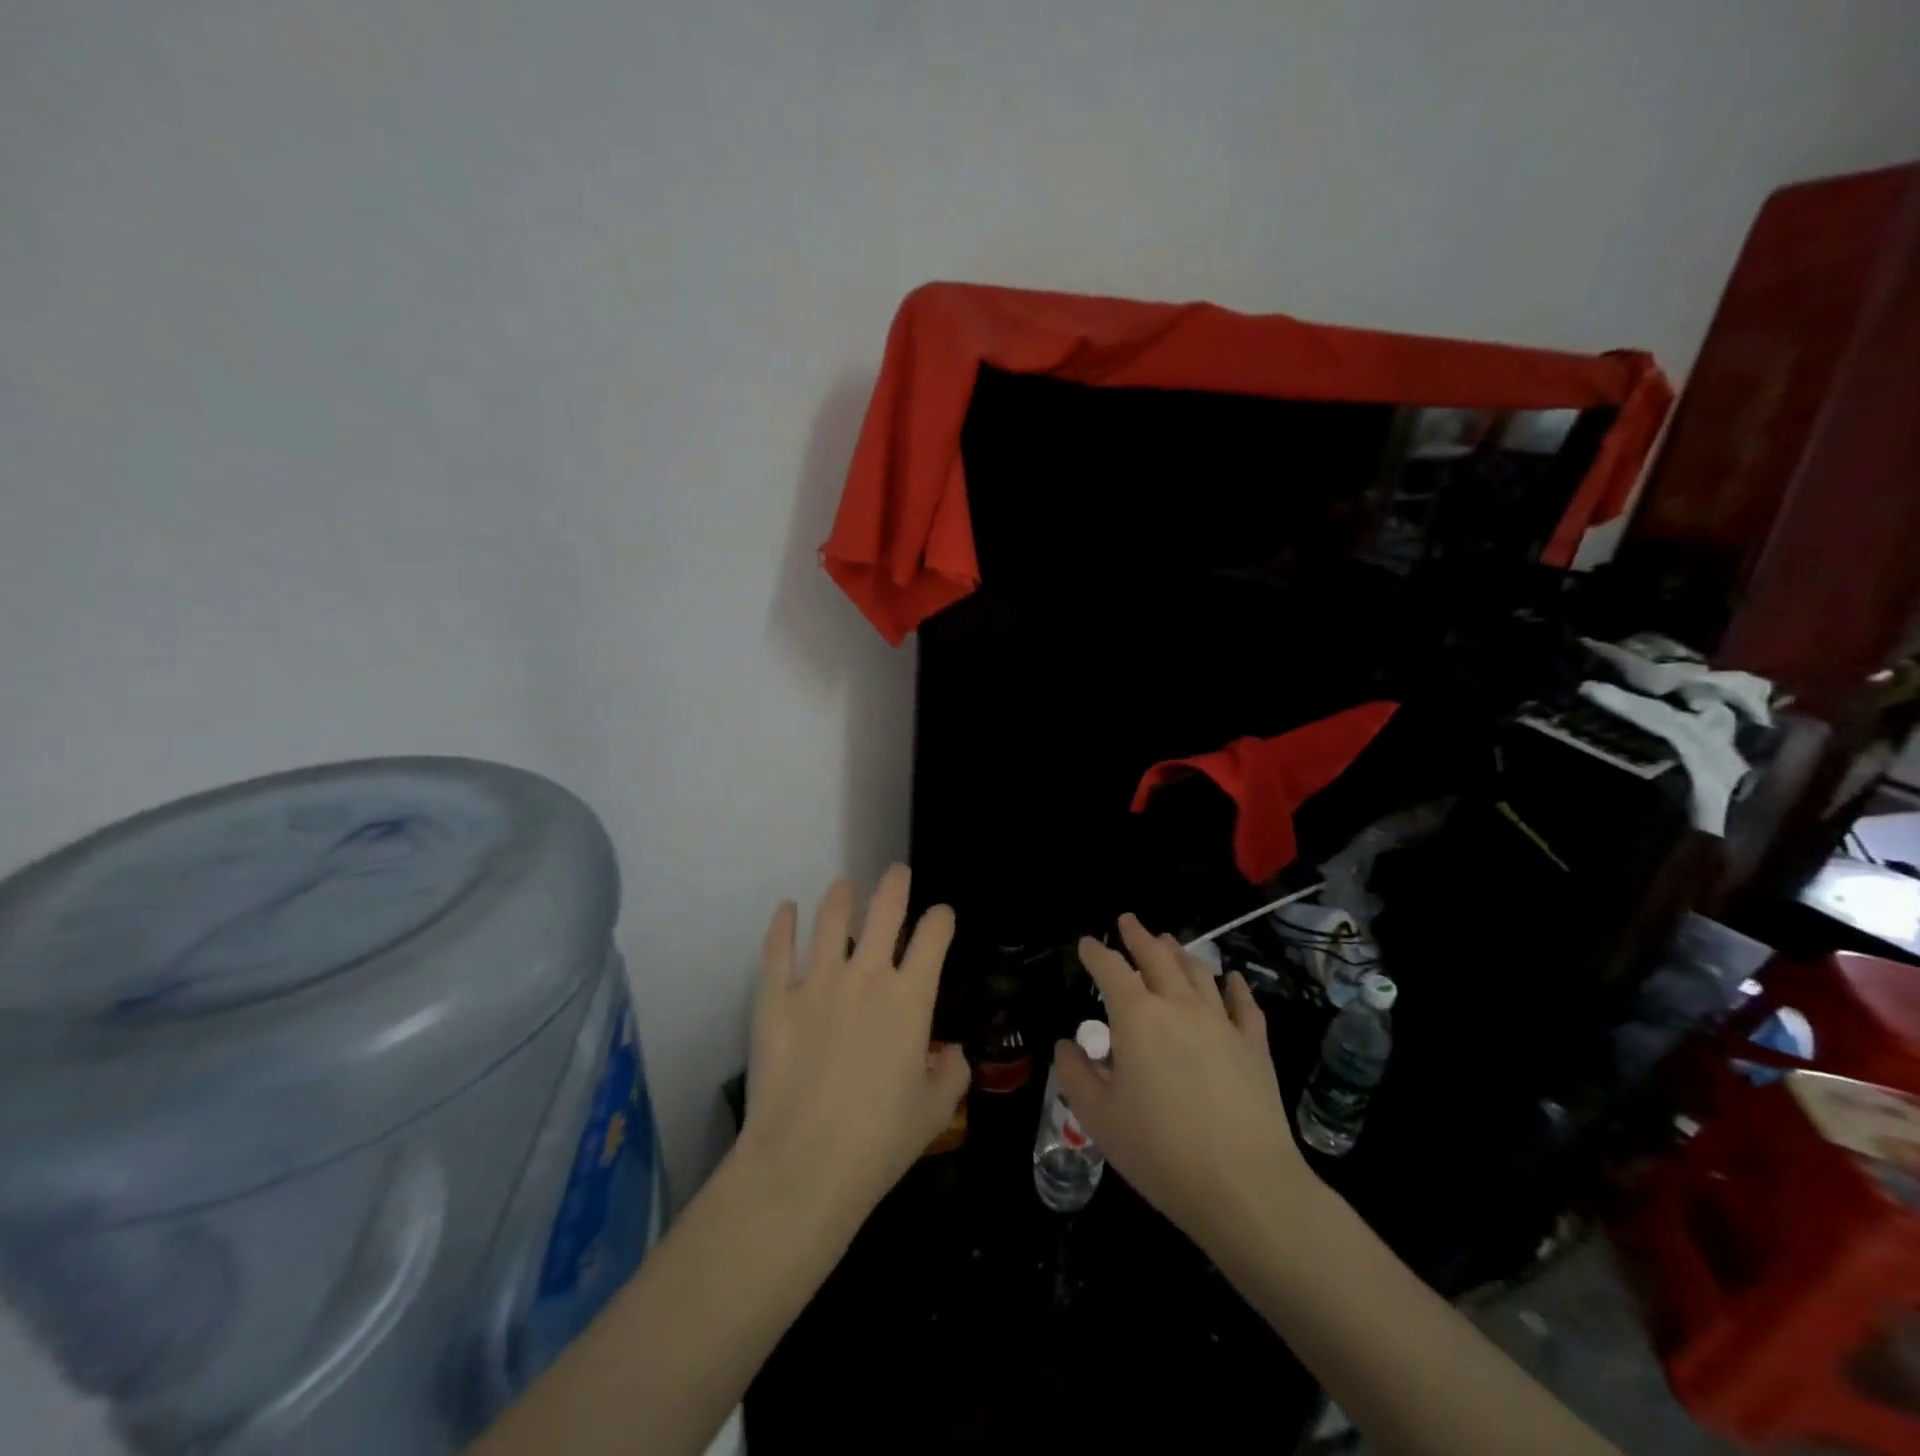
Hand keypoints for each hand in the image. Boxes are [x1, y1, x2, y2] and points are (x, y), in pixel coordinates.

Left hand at [739, 865, 969, 1231]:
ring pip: (830, 919)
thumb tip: (951, 1053)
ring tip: (843, 886)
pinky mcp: (776, 998)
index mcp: (911, 999)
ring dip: (840, 896)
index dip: (941, 919)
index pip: (934, 937)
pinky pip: (778, 949)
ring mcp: (817, 982)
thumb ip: (951, 1074)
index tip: (941, 916)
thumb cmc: (879, 1141)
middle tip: (896, 872)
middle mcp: (867, 976)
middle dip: (895, 885)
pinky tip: (786, 909)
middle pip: (885, 910)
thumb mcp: (934, 1112)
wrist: (805, 1163)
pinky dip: (782, 924)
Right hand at [1054, 914, 1321, 1255]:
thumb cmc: (1160, 1151)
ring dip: (1179, 952)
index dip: (1095, 952)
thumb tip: (1067, 1044)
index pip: (1110, 969)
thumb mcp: (1098, 1117)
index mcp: (1137, 1017)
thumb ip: (1075, 1074)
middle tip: (1128, 921)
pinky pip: (1243, 1004)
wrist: (1245, 1186)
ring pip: (1198, 972)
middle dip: (1139, 936)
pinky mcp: (1254, 1046)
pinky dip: (1233, 985)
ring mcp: (1221, 1023)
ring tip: (1169, 942)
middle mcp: (1179, 1006)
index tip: (1086, 943)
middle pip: (1157, 957)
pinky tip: (1231, 978)